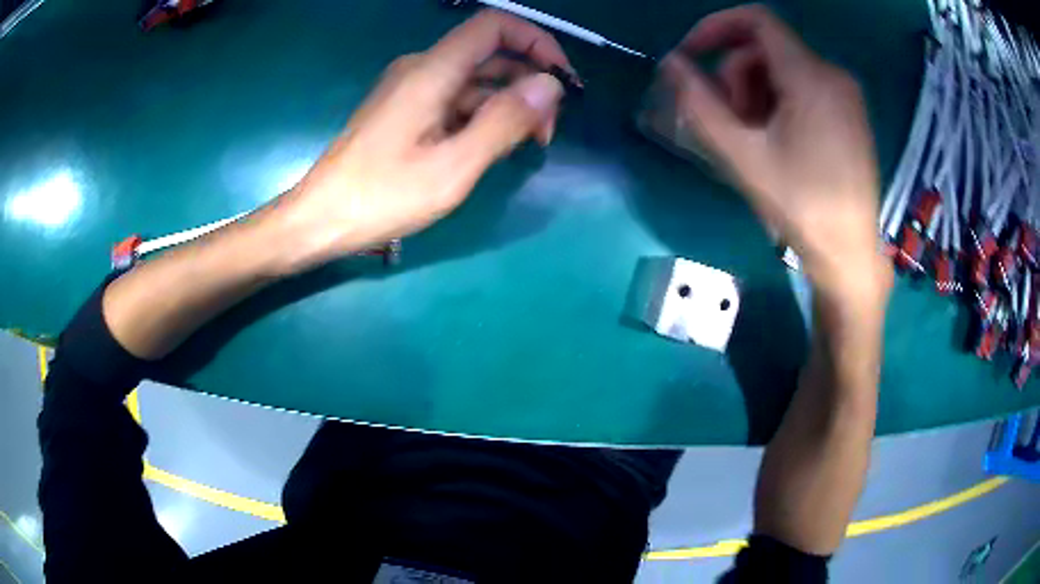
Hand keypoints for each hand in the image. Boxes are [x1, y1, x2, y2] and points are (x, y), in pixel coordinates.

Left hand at [274, 10, 574, 271]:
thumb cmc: (381, 196)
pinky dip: (482, 116)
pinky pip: (455, 100)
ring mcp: (411, 89)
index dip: (536, 42)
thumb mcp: (453, 166)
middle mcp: (422, 68)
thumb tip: (550, 85)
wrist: (320, 218)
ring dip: (507, 104)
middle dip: (528, 84)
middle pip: (490, 55)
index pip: (494, 26)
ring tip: (524, 146)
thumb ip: (504, 121)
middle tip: (545, 133)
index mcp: (432, 71)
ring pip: (475, 80)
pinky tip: (491, 147)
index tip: (561, 81)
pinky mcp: (405, 110)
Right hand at [645, 5, 890, 301]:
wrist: (849, 252)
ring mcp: (845, 94)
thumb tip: (671, 64)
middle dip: (736, 76)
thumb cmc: (800, 206)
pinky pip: (804, 87)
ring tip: (753, 138)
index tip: (691, 55)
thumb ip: (699, 103)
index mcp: (811, 76)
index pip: (756, 19)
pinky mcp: (849, 113)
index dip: (715, 27)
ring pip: (784, 68)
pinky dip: (779, 102)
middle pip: (767, 48)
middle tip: (730, 122)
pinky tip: (776, 140)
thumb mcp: (742, 155)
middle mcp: (833, 74)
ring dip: (756, 93)